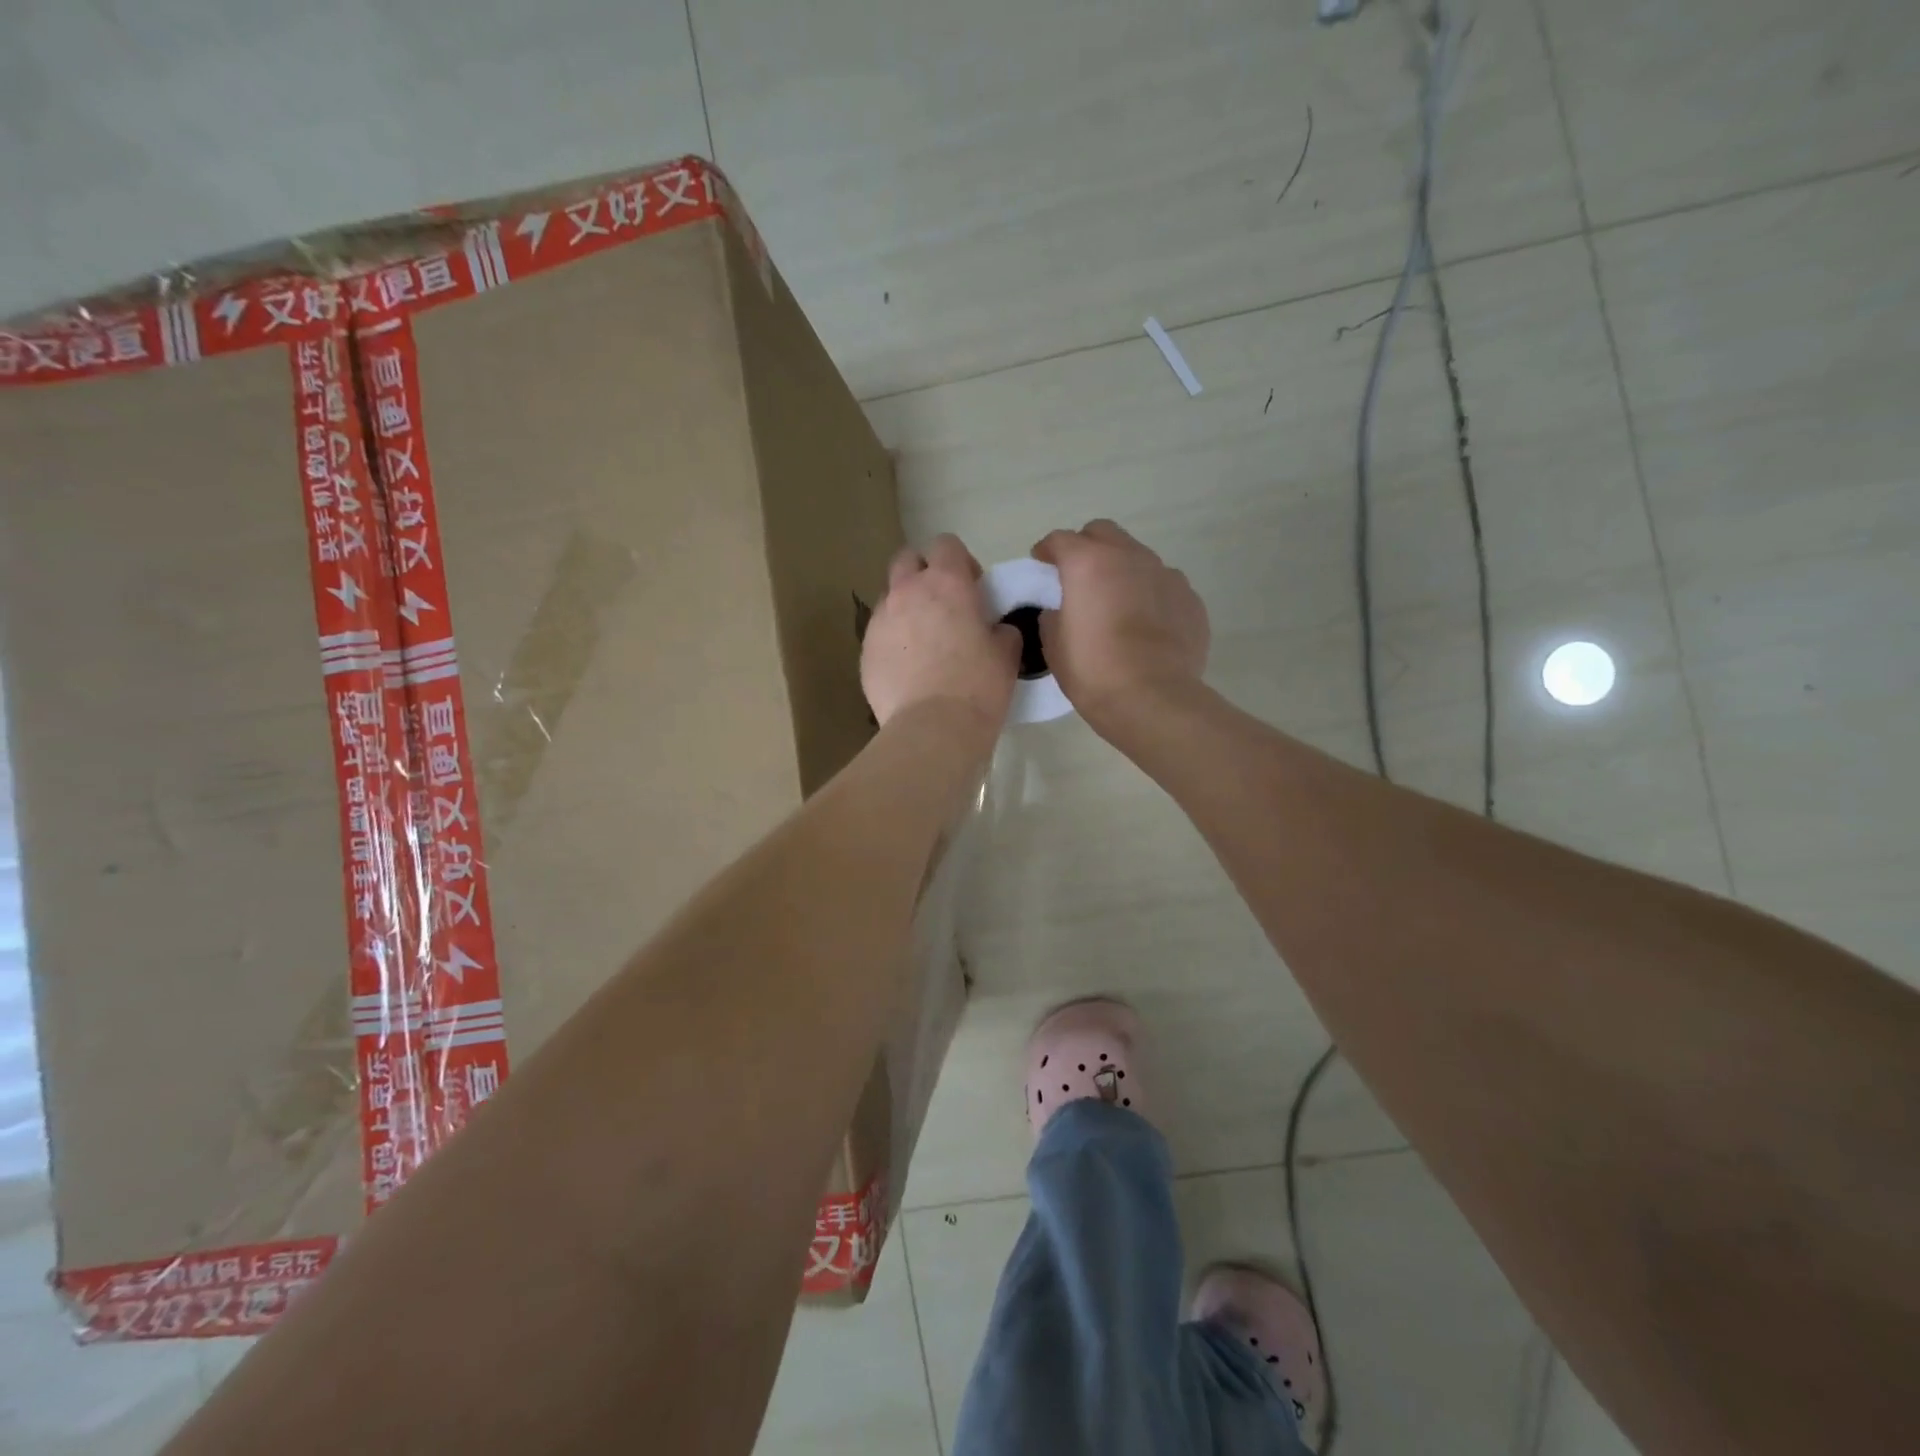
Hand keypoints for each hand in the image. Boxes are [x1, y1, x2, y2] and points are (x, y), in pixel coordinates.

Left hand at [861, 535, 1020, 735]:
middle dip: (923, 573)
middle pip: (907, 559)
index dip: (960, 562)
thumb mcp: (1006, 654)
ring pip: (889, 597)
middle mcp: (906, 591)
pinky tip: (908, 669)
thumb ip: (1000, 629)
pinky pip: (879, 633)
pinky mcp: (864, 651)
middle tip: (943, 605)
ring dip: (905, 607)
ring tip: (923, 641)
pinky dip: (893, 641)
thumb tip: (995, 629)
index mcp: (946, 583)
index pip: (946, 544)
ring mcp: (880, 620)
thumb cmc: (978, 686)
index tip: (972, 588)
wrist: (933, 728)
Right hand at [1031, 519, 1209, 728]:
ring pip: (1138, 557)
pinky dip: (1150, 596)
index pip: (1060, 540)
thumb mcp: (1054, 644)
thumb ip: (1053, 615)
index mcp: (1088, 563)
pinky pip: (1164, 586)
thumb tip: (1062, 608)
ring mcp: (1166, 575)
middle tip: (1079, 578)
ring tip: (1117, 605)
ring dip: (1122, 571)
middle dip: (1087, 547)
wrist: (1153, 699)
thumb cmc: (1093, 671)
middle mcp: (1130, 557)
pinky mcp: (1190, 598)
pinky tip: (1146, 626)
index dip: (1046, 551)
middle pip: (1103, 533)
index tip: (1040, 565)